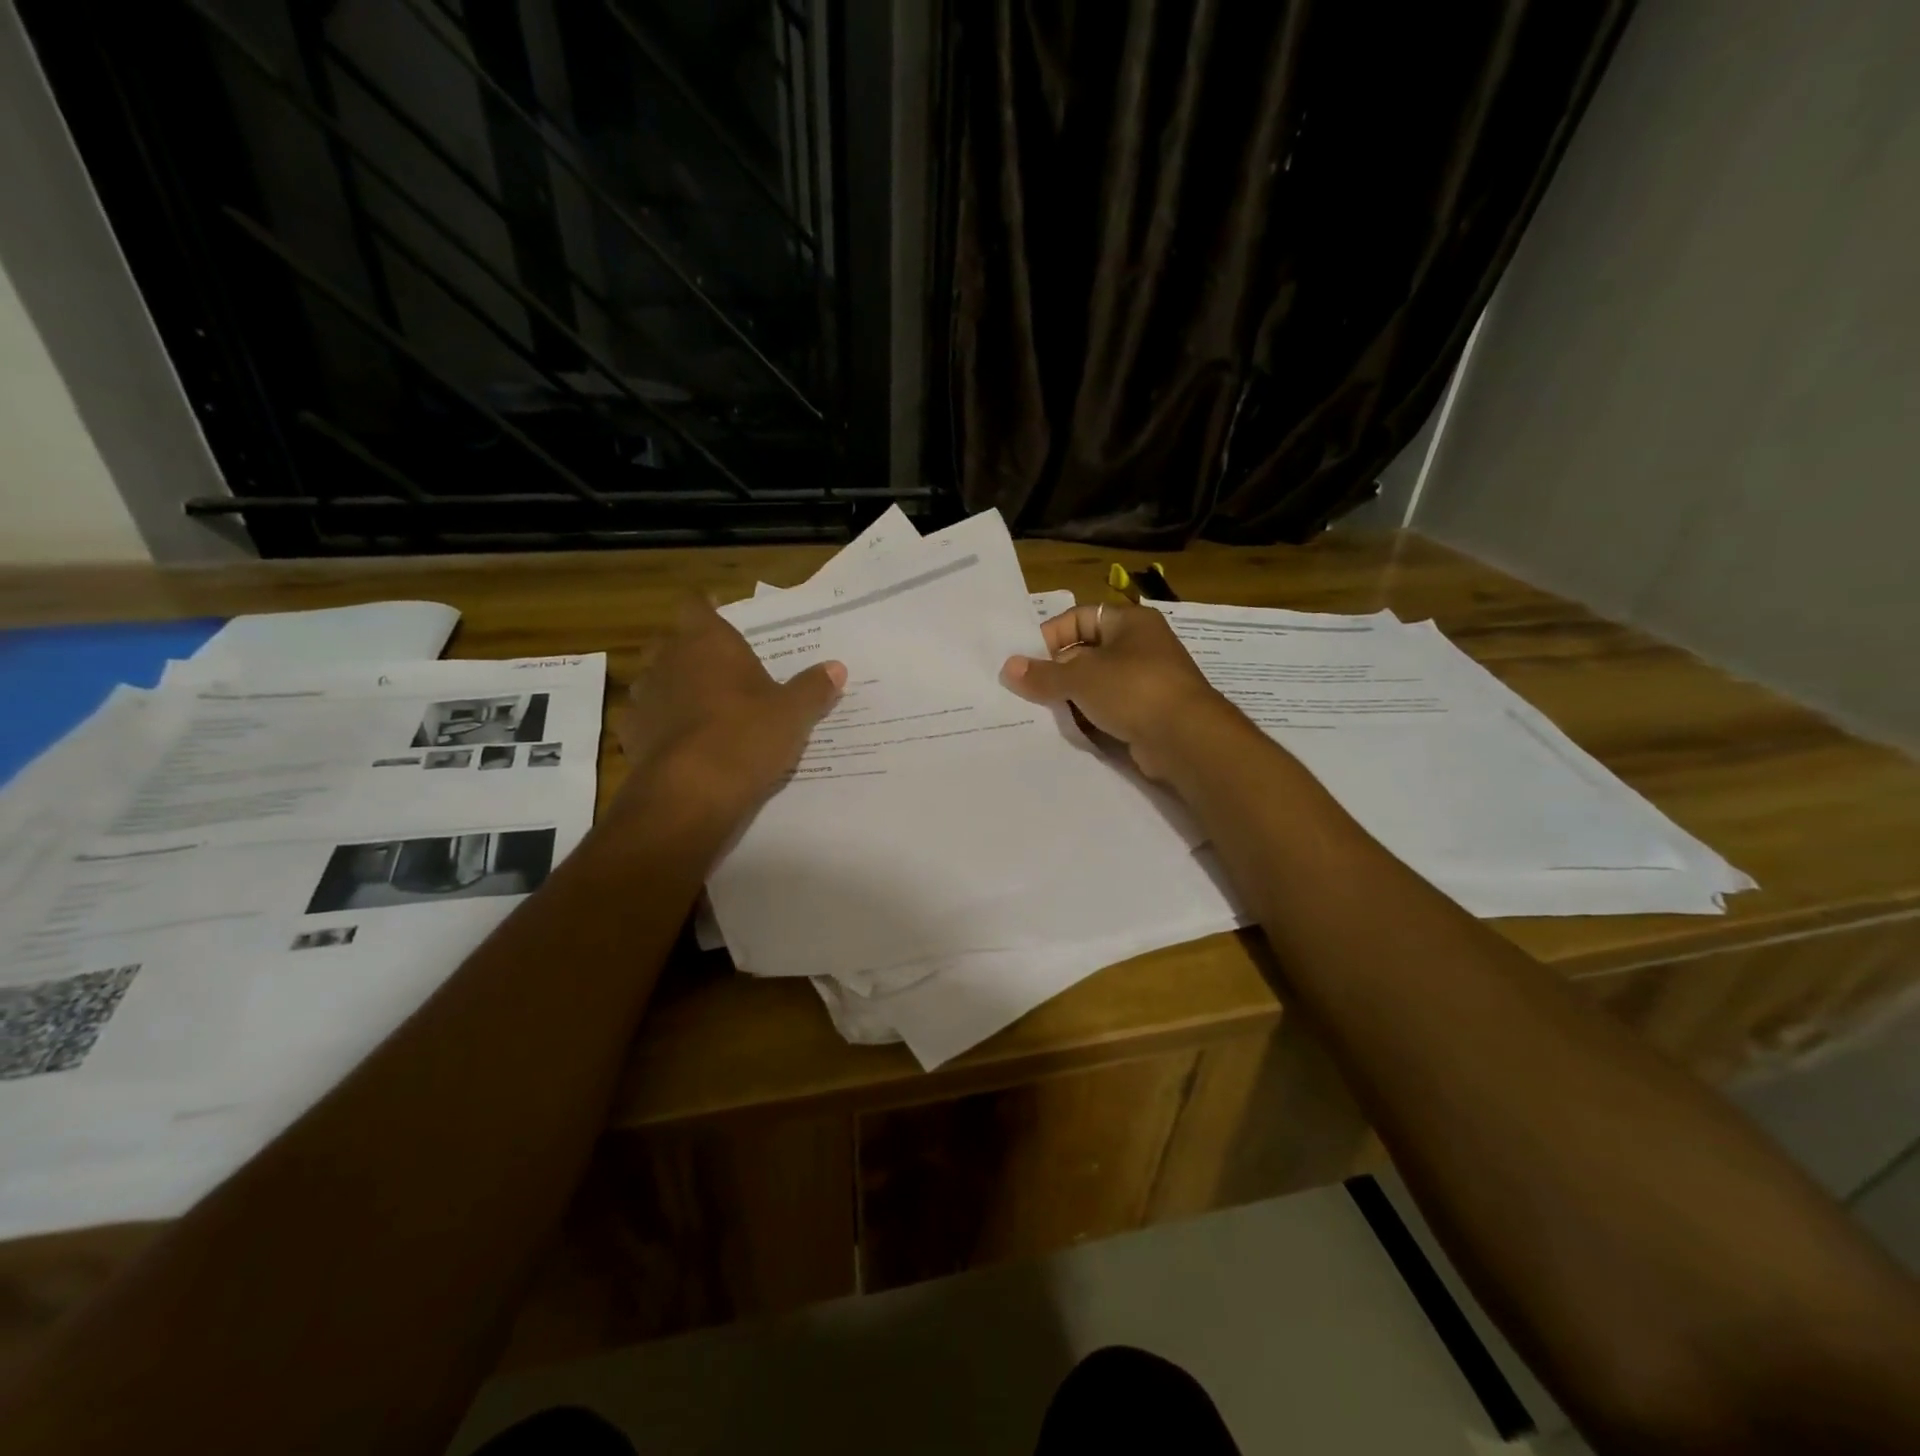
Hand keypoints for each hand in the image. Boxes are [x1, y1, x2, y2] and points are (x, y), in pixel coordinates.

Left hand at [614, 597, 844, 822]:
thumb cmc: (747, 736)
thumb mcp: (793, 713)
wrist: (692, 791)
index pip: (696, 606)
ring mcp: (644, 696)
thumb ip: (813, 688)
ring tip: (697, 707)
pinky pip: (642, 719)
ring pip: (652, 679)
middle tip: (716, 668)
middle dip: (687, 650)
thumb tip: (837, 667)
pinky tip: (677, 741)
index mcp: (708, 642)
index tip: (720, 617)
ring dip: (670, 687)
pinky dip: (657, 725)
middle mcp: (669, 660)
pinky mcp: (630, 734)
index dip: (707, 609)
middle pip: (669, 641)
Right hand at [1000, 602, 1242, 780]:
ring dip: (1070, 696)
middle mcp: (1140, 646)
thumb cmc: (1133, 689)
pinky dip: (1089, 717)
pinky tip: (1066, 729)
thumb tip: (1008, 668)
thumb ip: (1043, 673)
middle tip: (1026, 689)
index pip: (1081, 617)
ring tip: (1040, 711)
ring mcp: (1146, 682)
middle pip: (1086, 651)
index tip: (1026, 660)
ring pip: (1096, 684)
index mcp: (1130, 622)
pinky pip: (1109, 709)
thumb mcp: (1081, 677)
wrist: (1186, 739)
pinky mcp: (1147, 714)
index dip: (1052, 634)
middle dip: (1056, 670)